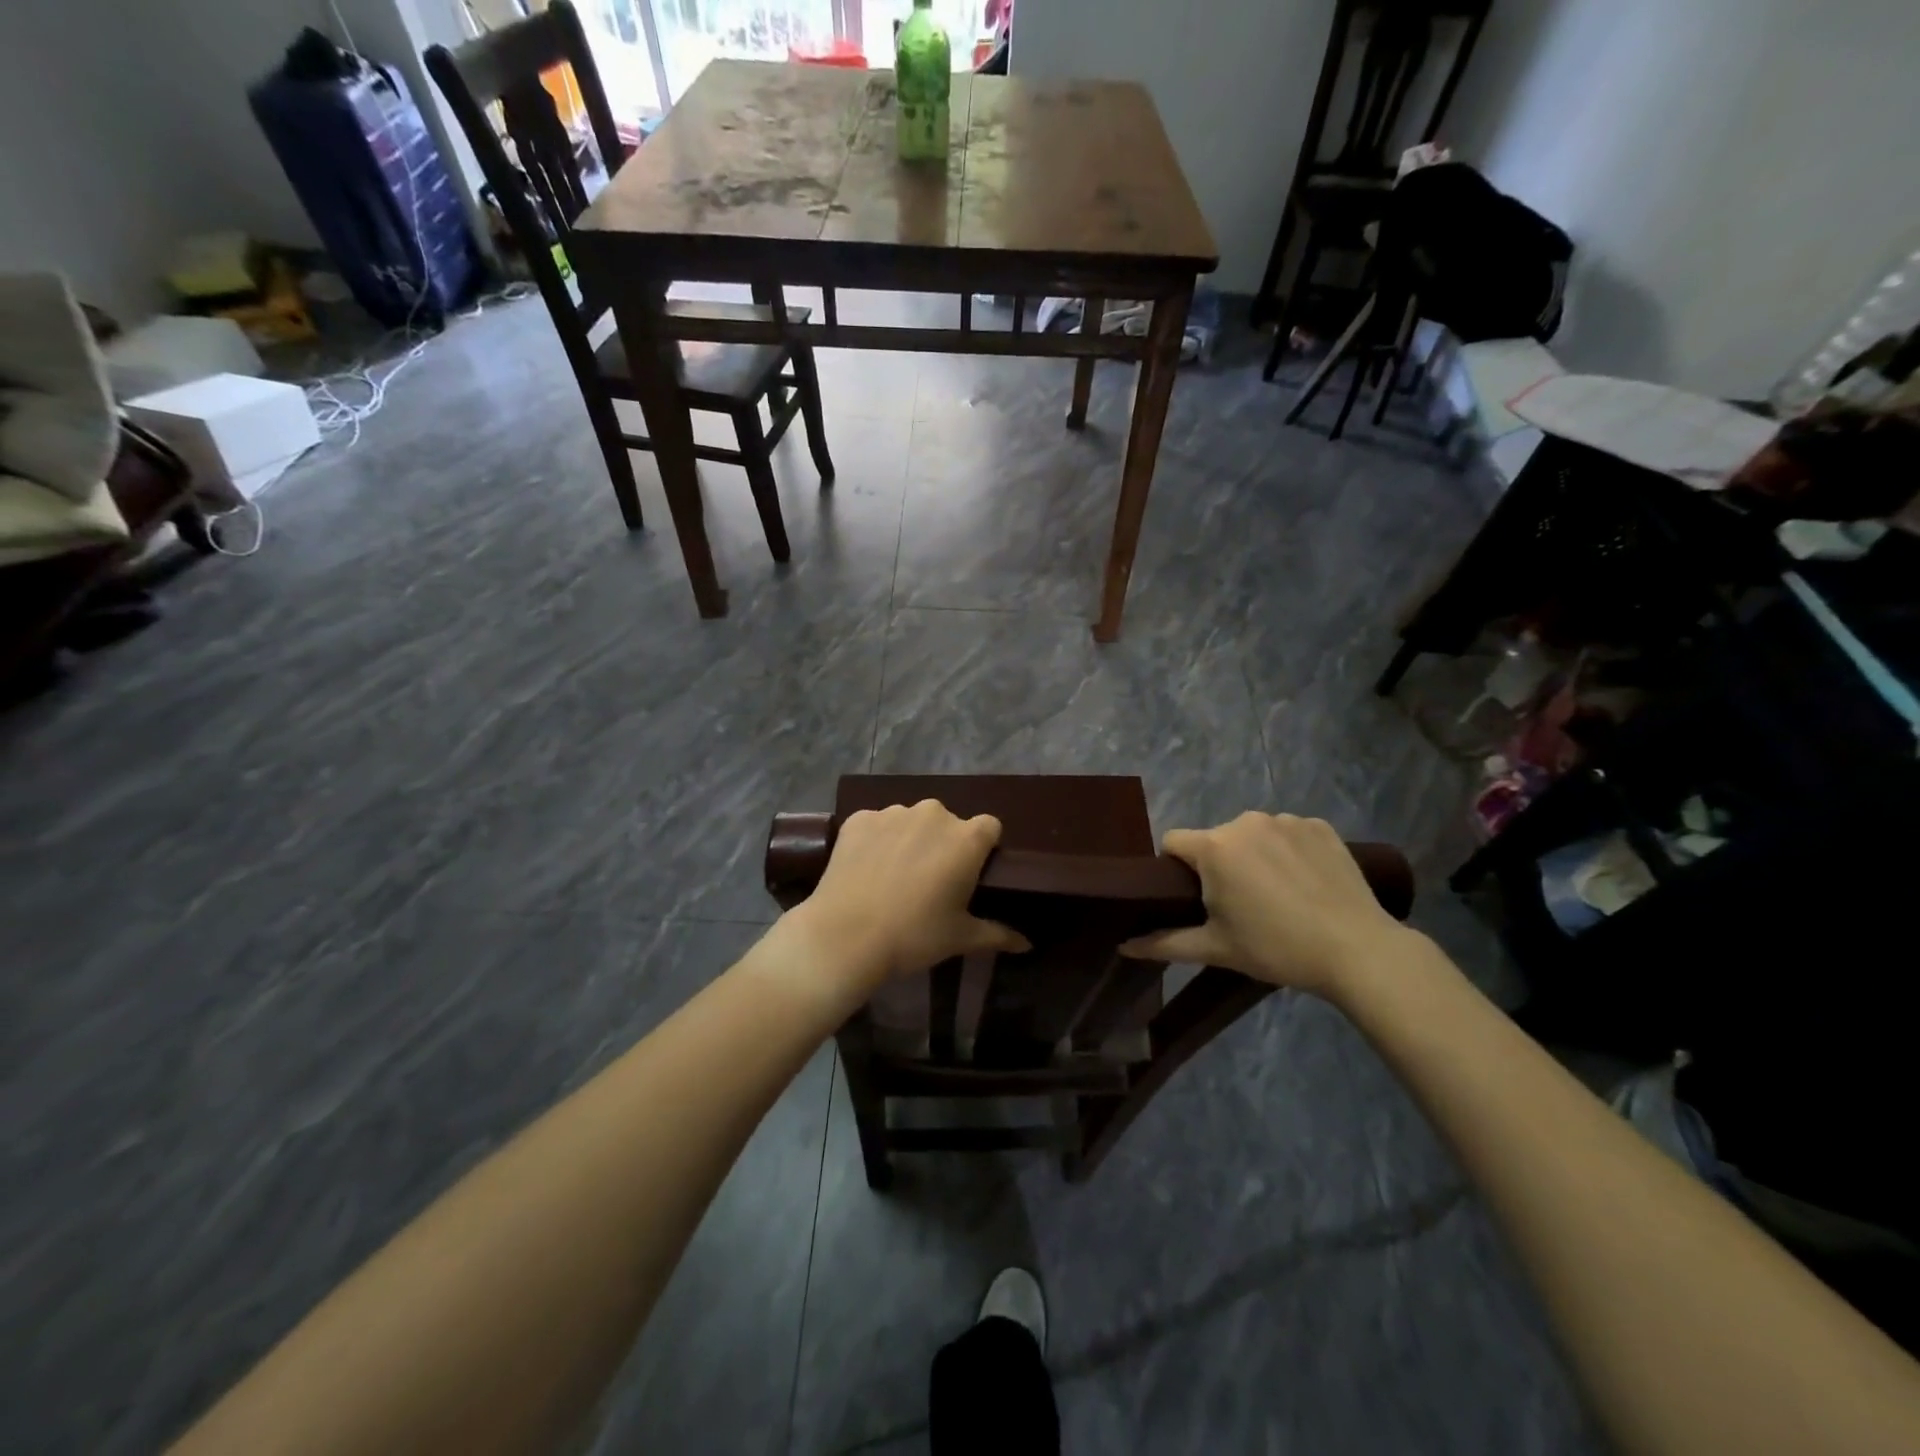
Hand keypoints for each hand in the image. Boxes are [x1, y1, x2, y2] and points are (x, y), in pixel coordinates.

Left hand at [787, 800, 1029, 989]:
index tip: (971, 872)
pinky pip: (876, 824)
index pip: (989, 827)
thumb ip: (998, 934)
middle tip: (930, 881)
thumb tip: (1028, 945)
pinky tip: (866, 869)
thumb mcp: (961, 938)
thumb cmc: (914, 936)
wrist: (845, 935)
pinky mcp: (859, 818)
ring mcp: (893, 813)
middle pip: (947, 822)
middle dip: (943, 844)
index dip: (983, 848)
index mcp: (966, 838)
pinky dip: (876, 841)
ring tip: (893, 876)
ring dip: (909, 840)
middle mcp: (933, 815)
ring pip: (911, 821)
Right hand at [1119, 812, 1409, 1000]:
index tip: (1194, 899)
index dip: (1175, 869)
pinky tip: (1306, 883)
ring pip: (1252, 835)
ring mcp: (1287, 820)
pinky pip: (1289, 833)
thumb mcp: (1216, 949)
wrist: (1358, 950)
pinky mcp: (1320, 826)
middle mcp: (1245, 822)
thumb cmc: (1276, 948)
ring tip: (1278, 896)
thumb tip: (1123, 946)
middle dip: (1218, 865)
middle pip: (1215, 839)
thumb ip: (1164, 942)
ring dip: (1254, 857)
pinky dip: (1289, 852)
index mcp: (1214, 847)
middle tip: (1239, 906)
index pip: (1173, 842)